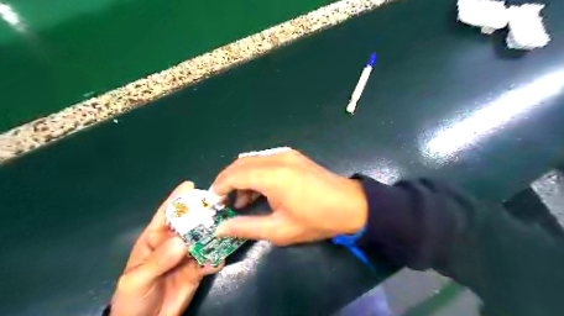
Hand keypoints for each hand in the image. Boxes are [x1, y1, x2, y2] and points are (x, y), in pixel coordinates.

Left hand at [110, 182, 221, 315]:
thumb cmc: (132, 299)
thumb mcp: (136, 280)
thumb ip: (157, 261)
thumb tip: (181, 242)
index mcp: (154, 239)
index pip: (165, 215)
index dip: (176, 199)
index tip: (190, 185)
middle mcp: (173, 243)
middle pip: (190, 224)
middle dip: (203, 214)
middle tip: (218, 205)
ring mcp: (188, 256)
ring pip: (204, 240)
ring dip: (215, 235)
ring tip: (226, 230)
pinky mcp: (198, 269)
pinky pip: (210, 259)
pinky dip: (216, 258)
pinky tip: (217, 261)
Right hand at [211, 150, 365, 244]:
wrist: (351, 205)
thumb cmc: (316, 220)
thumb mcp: (279, 230)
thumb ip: (246, 227)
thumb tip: (220, 228)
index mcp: (272, 175)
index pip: (233, 174)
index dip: (219, 187)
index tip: (213, 203)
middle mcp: (276, 158)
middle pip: (240, 164)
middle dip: (227, 181)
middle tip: (226, 203)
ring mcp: (285, 154)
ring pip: (251, 160)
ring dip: (241, 177)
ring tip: (243, 201)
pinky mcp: (293, 156)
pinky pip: (264, 160)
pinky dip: (255, 172)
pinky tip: (260, 189)